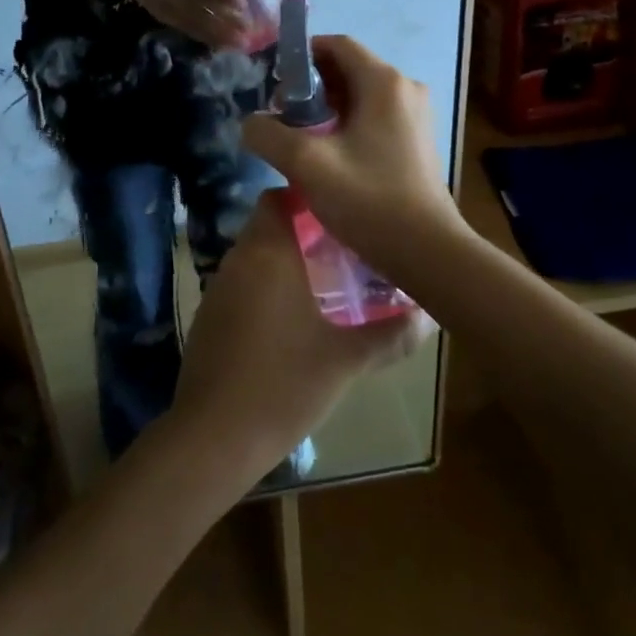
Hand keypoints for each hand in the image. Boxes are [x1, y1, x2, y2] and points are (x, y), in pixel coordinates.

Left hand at [170, 197, 429, 477]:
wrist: (214, 436)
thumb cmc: (285, 385)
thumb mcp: (345, 360)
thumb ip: (390, 335)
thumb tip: (427, 317)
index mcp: (268, 253)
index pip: (279, 199)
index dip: (309, 201)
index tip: (342, 217)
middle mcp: (238, 259)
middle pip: (268, 226)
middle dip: (303, 233)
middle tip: (344, 251)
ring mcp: (217, 287)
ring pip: (254, 256)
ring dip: (284, 261)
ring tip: (325, 283)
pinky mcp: (208, 315)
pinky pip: (241, 284)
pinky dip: (265, 287)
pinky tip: (290, 319)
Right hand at [240, 35, 464, 283]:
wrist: (429, 253)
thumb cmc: (369, 200)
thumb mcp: (307, 165)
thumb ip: (269, 135)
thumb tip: (251, 123)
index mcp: (384, 82)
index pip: (337, 44)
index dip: (300, 54)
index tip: (272, 80)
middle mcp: (404, 89)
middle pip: (348, 69)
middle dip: (309, 85)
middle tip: (279, 113)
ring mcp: (414, 116)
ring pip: (360, 95)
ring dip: (326, 107)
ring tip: (296, 136)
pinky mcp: (416, 141)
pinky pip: (374, 116)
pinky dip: (346, 123)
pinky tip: (326, 155)